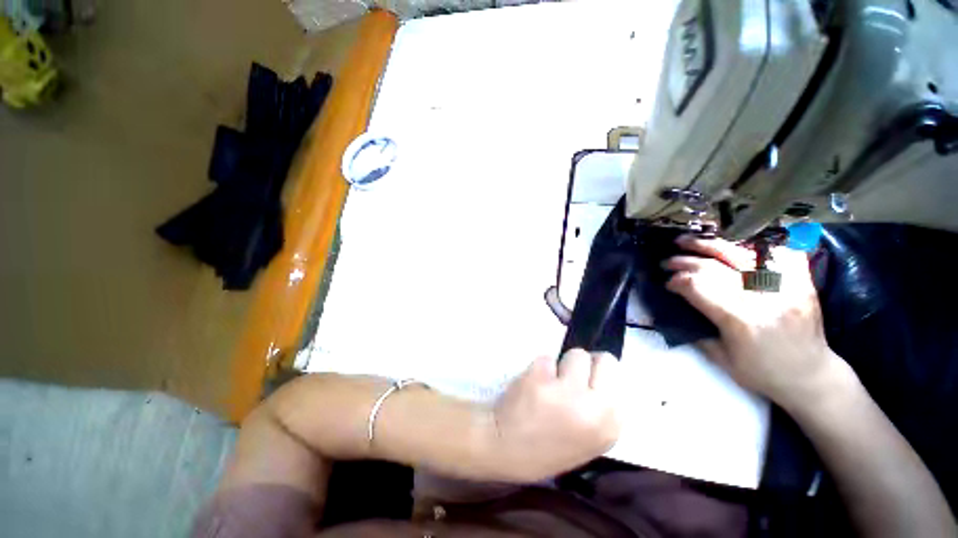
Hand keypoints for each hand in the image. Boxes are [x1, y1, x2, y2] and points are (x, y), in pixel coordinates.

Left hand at [489, 349, 620, 481]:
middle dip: (586, 364)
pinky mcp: (541, 378)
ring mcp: (567, 391)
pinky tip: (532, 385)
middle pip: (604, 360)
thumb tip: (600, 372)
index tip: (586, 380)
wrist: (505, 447)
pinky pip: (548, 357)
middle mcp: (595, 408)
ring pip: (576, 354)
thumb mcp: (589, 438)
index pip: (617, 376)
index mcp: (611, 426)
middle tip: (570, 377)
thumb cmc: (547, 445)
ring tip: (550, 383)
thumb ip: (601, 408)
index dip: (599, 373)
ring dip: (562, 364)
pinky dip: (541, 367)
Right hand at [664, 235, 840, 410]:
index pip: (698, 287)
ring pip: (740, 254)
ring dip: (709, 245)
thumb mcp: (721, 359)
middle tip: (667, 261)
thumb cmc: (762, 374)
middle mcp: (762, 299)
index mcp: (740, 321)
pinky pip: (775, 253)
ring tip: (688, 242)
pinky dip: (754, 245)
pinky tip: (734, 244)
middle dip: (685, 262)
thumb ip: (697, 330)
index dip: (677, 281)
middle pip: (714, 268)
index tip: (667, 282)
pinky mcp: (800, 282)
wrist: (811, 377)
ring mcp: (785, 287)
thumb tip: (675, 307)